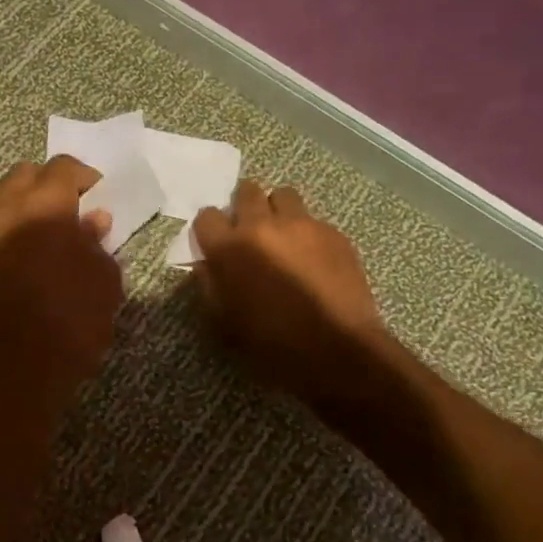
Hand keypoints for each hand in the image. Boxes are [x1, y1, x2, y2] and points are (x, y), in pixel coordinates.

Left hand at [0, 156, 124, 409]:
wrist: (22, 366)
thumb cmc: (74, 319)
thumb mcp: (104, 278)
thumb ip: (97, 242)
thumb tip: (92, 221)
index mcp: (45, 206)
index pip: (62, 167)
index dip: (84, 175)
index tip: (98, 194)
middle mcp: (7, 210)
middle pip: (24, 173)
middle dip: (48, 181)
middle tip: (69, 205)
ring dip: (19, 198)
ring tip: (39, 221)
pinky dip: (2, 224)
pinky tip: (18, 248)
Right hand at [192, 182, 392, 402]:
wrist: (336, 350)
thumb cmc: (271, 343)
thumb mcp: (224, 321)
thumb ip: (210, 284)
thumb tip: (208, 264)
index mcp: (229, 247)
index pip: (206, 216)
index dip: (209, 229)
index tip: (215, 242)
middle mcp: (263, 225)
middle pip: (246, 191)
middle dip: (244, 207)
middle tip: (250, 231)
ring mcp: (302, 225)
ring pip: (283, 196)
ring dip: (278, 211)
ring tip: (283, 236)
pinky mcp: (334, 233)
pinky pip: (313, 220)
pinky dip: (308, 232)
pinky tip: (314, 259)